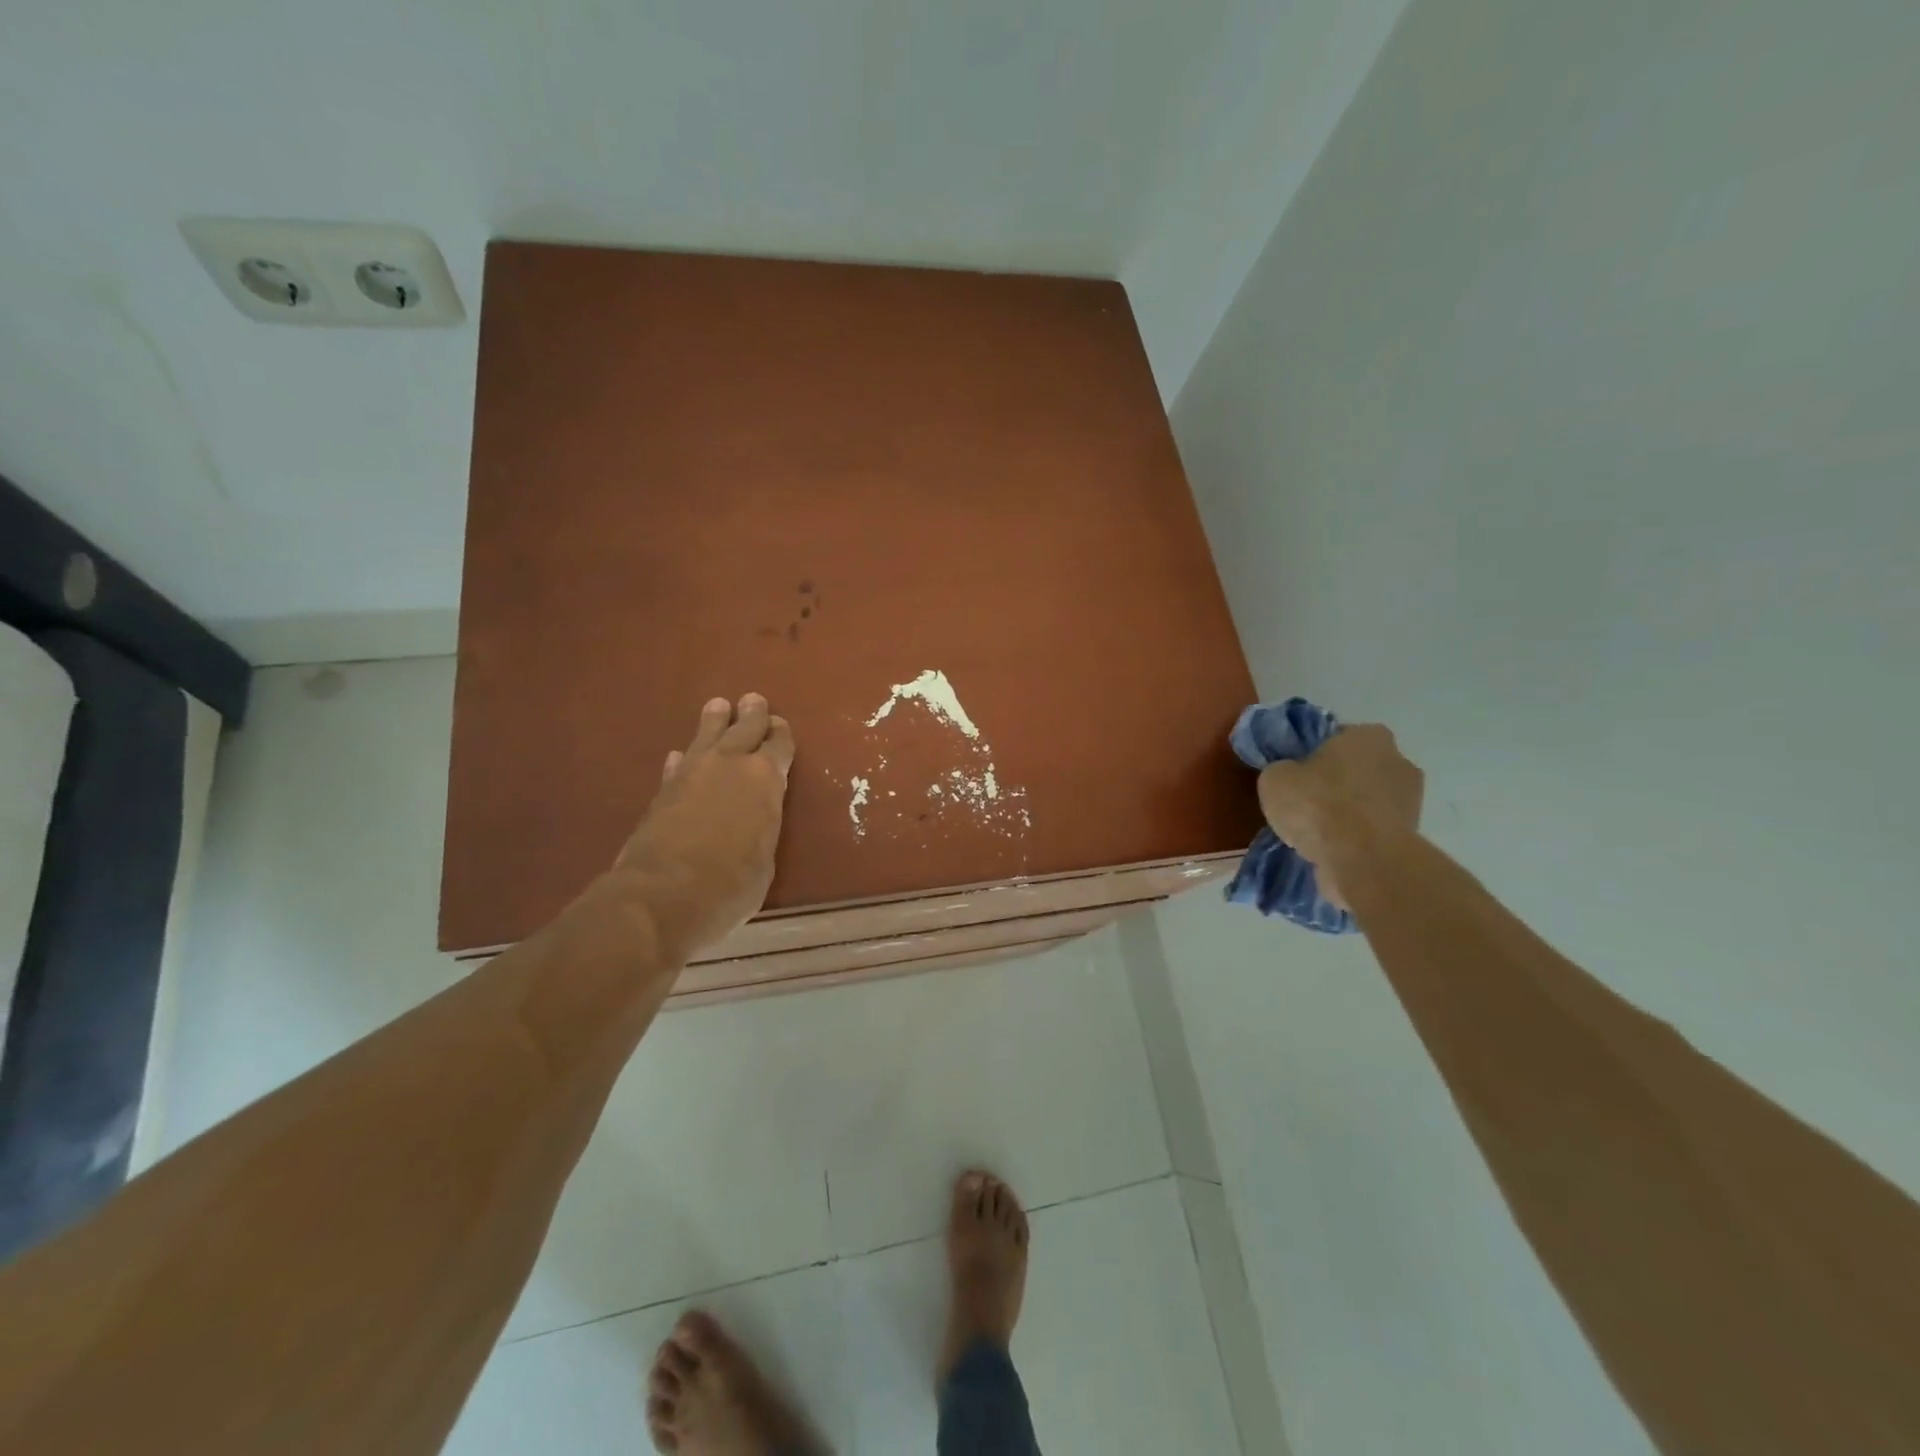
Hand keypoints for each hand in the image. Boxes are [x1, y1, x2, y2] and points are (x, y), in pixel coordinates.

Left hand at [611, 694, 794, 960]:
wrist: (662, 894)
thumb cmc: (731, 884)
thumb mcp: (765, 860)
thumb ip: (761, 827)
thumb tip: (753, 819)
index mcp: (765, 779)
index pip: (778, 746)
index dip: (781, 735)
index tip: (780, 724)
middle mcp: (729, 765)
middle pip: (744, 730)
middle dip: (751, 715)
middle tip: (753, 700)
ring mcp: (691, 774)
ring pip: (706, 737)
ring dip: (714, 722)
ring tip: (718, 705)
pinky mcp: (662, 791)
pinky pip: (677, 765)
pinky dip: (683, 759)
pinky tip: (679, 755)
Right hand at [1256, 724, 1422, 909]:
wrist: (1362, 859)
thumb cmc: (1318, 804)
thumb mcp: (1275, 778)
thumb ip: (1282, 770)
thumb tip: (1288, 775)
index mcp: (1369, 735)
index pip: (1338, 737)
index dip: (1315, 754)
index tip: (1297, 773)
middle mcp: (1399, 760)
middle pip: (1358, 769)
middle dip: (1337, 783)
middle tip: (1307, 802)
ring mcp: (1412, 800)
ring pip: (1368, 801)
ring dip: (1349, 812)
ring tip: (1317, 833)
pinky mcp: (1413, 836)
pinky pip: (1375, 830)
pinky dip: (1358, 837)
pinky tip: (1334, 850)